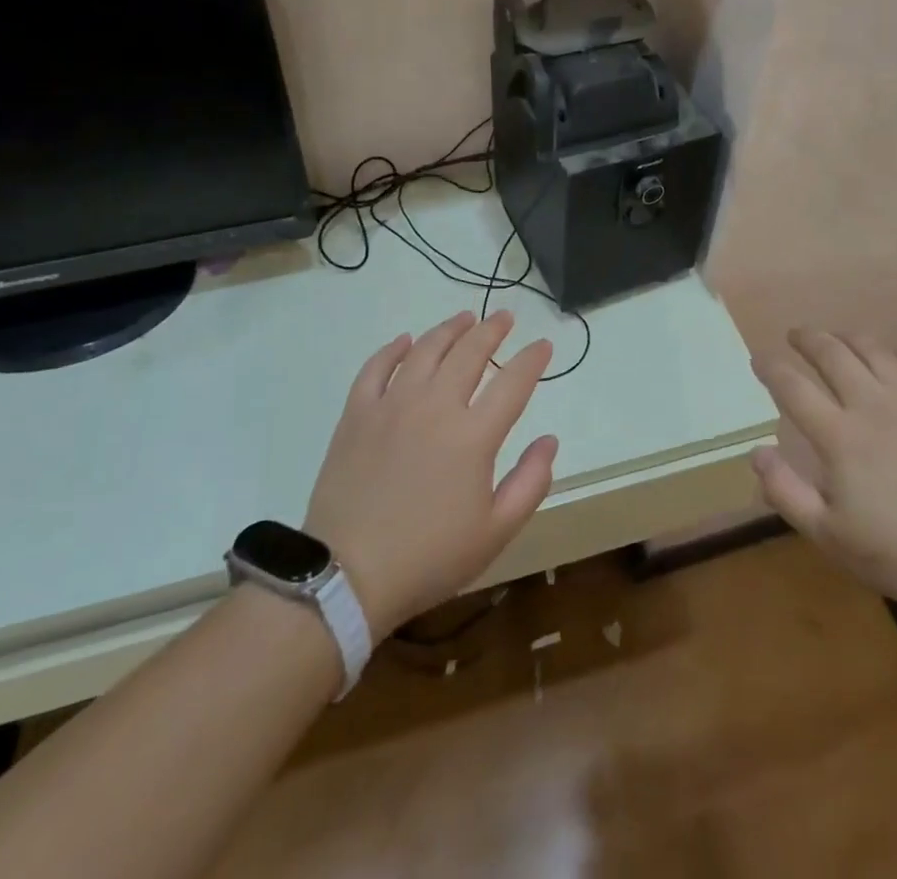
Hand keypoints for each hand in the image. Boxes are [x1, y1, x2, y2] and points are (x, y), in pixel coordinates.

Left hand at [304, 310, 557, 639]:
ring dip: (449, 329)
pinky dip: (393, 349)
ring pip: (425, 349)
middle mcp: (435, 407)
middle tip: (504, 318)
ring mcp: (392, 405)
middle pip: (469, 352)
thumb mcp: (495, 532)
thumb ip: (531, 482)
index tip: (543, 345)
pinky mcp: (357, 414)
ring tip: (464, 318)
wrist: (346, 577)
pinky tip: (405, 341)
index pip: (513, 382)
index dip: (532, 359)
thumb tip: (549, 440)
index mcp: (473, 436)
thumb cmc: (429, 558)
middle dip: (492, 330)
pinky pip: (376, 367)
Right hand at [751, 330, 896, 629]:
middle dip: (808, 339)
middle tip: (795, 335)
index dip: (771, 368)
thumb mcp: (831, 538)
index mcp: (839, 436)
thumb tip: (757, 451)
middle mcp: (873, 405)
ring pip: (874, 350)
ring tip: (836, 337)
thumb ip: (786, 492)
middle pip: (832, 354)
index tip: (758, 359)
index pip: (793, 387)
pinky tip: (894, 357)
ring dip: (848, 337)